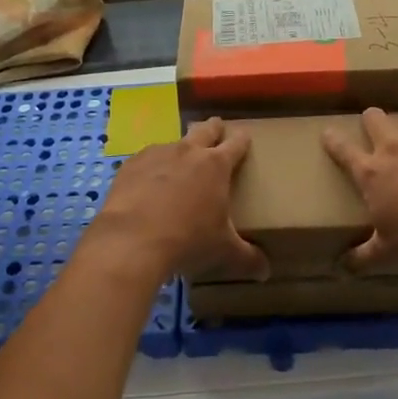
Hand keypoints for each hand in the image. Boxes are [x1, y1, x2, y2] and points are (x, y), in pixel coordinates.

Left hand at [84, 119, 267, 284]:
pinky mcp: (131, 164)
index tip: (245, 135)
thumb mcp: (223, 251)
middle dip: (213, 128)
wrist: (132, 240)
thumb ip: (247, 258)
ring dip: (180, 149)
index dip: (242, 139)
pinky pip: (147, 159)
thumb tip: (265, 271)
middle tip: (216, 129)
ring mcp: (157, 154)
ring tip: (179, 163)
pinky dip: (152, 166)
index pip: (236, 143)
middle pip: (205, 129)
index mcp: (216, 166)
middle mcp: (188, 151)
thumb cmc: (187, 241)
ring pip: (174, 142)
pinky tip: (148, 182)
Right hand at [322, 108, 397, 273]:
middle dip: (371, 120)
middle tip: (375, 131)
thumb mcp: (389, 252)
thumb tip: (342, 267)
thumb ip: (363, 255)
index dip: (332, 139)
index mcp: (371, 172)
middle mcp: (393, 146)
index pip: (342, 149)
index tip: (327, 133)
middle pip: (373, 118)